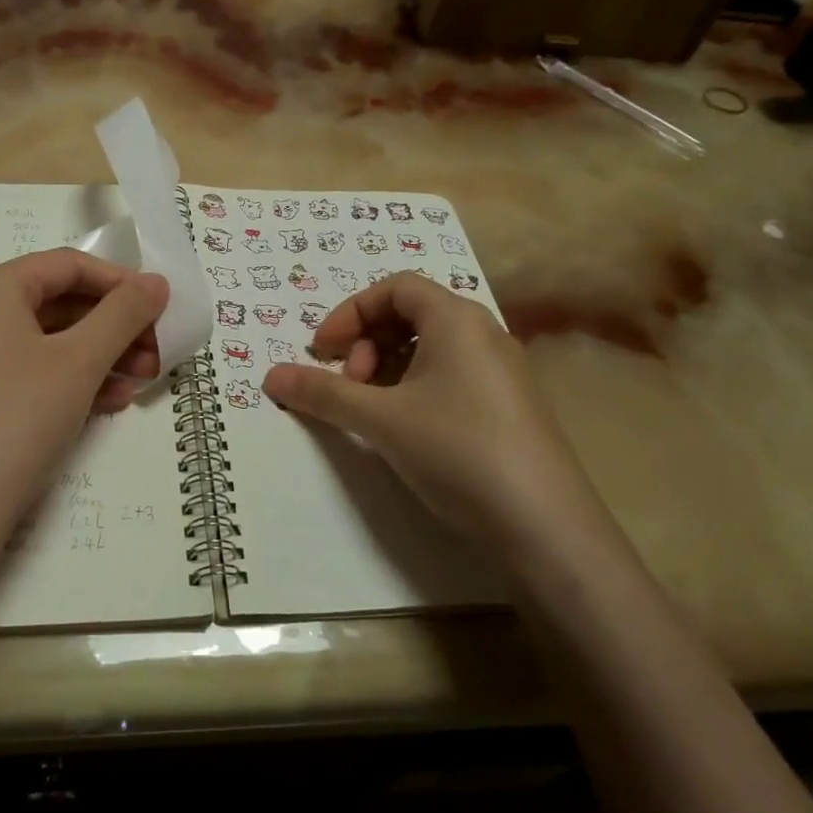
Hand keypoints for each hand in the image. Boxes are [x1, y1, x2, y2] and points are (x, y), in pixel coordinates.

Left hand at [0, 249, 168, 565]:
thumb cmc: (16, 420)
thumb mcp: (78, 362)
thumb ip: (123, 315)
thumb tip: (156, 282)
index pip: (69, 265)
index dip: (121, 282)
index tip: (161, 308)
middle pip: (60, 303)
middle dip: (115, 327)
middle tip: (159, 352)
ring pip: (50, 343)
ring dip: (102, 357)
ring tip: (143, 380)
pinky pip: (33, 374)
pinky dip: (74, 382)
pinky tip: (111, 404)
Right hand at [261, 273, 606, 549]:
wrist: (542, 524)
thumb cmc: (456, 449)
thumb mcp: (379, 418)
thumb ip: (322, 392)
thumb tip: (270, 376)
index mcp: (456, 319)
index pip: (395, 288)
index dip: (350, 313)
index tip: (321, 351)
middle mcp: (483, 334)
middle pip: (411, 315)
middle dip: (367, 343)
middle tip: (350, 386)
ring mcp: (501, 371)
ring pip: (430, 349)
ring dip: (388, 369)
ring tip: (371, 411)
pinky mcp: (508, 406)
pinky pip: (450, 376)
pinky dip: (414, 389)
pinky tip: (404, 429)